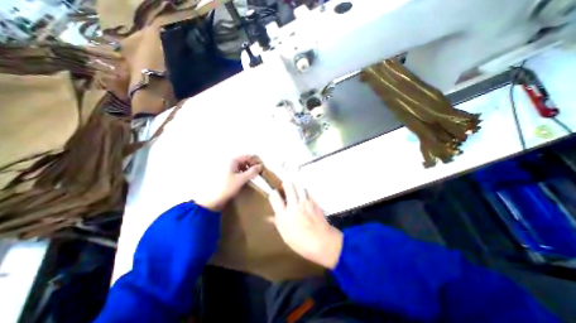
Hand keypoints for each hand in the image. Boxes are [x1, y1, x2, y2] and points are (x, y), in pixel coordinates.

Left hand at [195, 155, 262, 211]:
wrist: (214, 200)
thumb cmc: (227, 188)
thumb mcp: (241, 179)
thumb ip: (252, 172)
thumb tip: (260, 166)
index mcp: (233, 161)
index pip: (248, 156)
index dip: (255, 161)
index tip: (261, 167)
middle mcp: (230, 162)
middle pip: (245, 160)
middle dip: (253, 165)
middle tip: (259, 172)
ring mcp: (229, 168)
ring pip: (242, 165)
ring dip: (249, 169)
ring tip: (254, 176)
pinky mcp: (228, 174)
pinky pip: (239, 170)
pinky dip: (245, 173)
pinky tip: (248, 179)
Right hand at [269, 183, 343, 268]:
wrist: (323, 241)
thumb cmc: (302, 242)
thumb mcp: (286, 236)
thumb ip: (278, 223)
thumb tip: (269, 217)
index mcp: (285, 216)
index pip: (275, 198)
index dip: (273, 194)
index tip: (275, 194)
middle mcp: (294, 206)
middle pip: (289, 186)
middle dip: (285, 184)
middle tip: (285, 188)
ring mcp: (305, 203)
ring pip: (299, 186)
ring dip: (295, 187)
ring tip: (295, 191)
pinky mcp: (314, 202)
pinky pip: (307, 192)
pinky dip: (304, 191)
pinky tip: (303, 197)